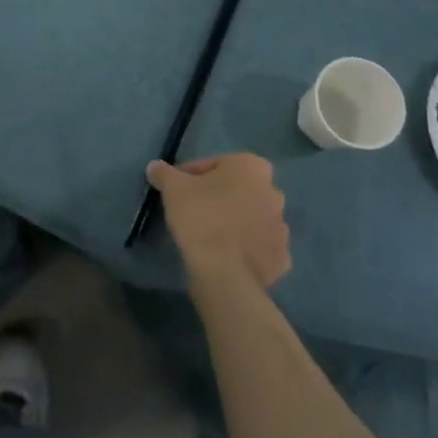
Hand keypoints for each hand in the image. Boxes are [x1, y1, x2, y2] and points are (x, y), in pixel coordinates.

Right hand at [147, 153, 290, 290]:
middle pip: (238, 190)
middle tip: (194, 210)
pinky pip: (259, 246)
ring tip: (209, 235)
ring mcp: (282, 227)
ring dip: (234, 221)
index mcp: (252, 167)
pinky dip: (245, 248)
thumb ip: (164, 173)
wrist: (224, 273)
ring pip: (251, 218)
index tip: (177, 190)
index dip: (192, 175)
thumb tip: (155, 166)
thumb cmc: (201, 218)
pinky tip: (226, 255)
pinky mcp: (282, 258)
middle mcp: (274, 192)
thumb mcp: (173, 189)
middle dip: (219, 197)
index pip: (215, 164)